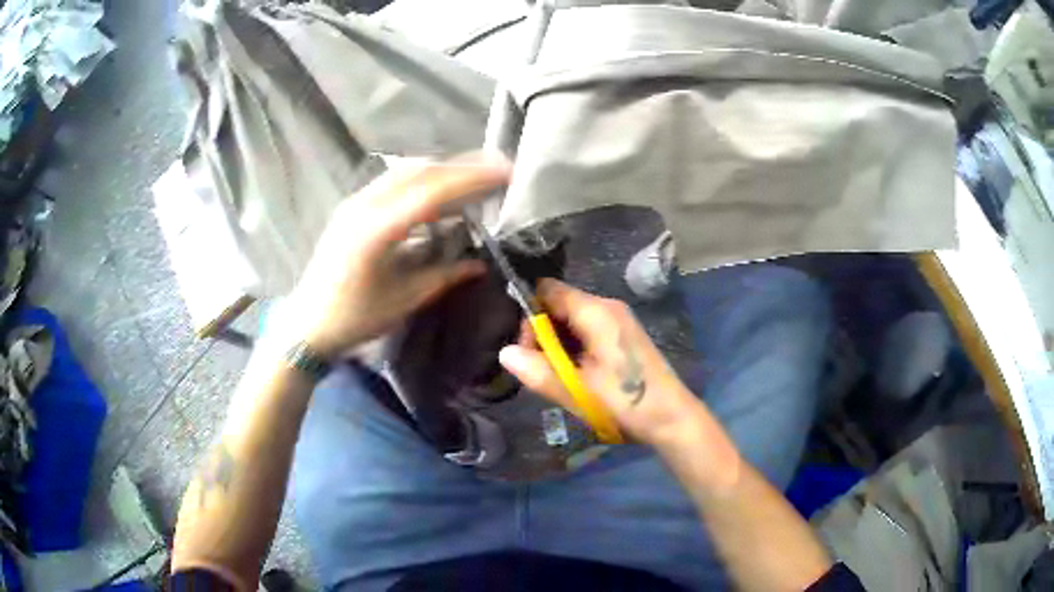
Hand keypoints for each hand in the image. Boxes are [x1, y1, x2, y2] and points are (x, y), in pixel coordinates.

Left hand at [283, 154, 510, 356]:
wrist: (307, 323)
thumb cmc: (354, 319)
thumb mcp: (404, 300)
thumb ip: (444, 275)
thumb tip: (479, 263)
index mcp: (377, 229)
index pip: (433, 191)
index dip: (472, 178)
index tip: (506, 173)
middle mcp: (364, 205)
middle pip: (421, 170)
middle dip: (462, 166)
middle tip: (497, 169)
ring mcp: (355, 202)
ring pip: (405, 170)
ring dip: (442, 169)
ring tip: (474, 178)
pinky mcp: (352, 206)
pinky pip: (392, 180)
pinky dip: (422, 179)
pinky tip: (438, 193)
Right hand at [498, 279, 707, 447]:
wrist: (672, 418)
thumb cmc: (625, 403)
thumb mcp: (577, 391)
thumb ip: (538, 371)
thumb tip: (504, 353)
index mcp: (596, 311)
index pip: (547, 290)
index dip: (528, 313)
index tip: (524, 346)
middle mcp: (607, 307)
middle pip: (558, 304)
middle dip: (541, 333)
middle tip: (539, 368)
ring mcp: (618, 321)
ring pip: (572, 320)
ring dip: (557, 344)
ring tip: (556, 375)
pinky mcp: (622, 336)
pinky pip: (587, 331)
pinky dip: (573, 348)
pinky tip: (575, 374)